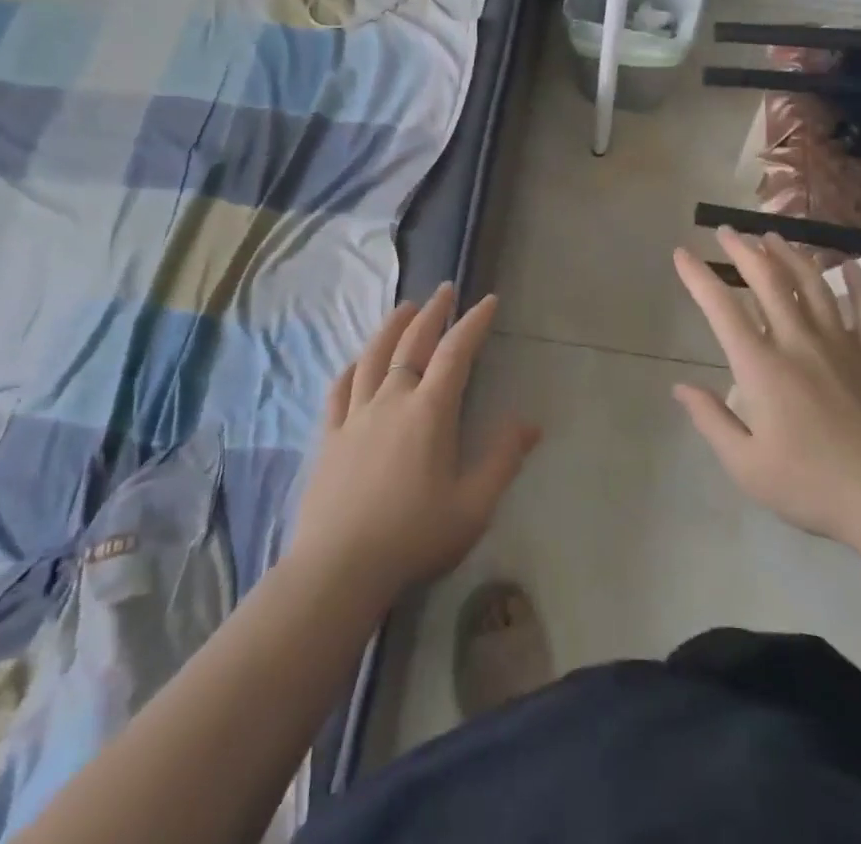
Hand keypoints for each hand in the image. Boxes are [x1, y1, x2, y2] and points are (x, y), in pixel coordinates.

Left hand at [288, 285, 539, 602]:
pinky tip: (356, 361)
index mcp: (430, 411)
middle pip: (412, 343)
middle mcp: (392, 399)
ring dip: (392, 327)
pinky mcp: (330, 435)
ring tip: (405, 307)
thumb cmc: (414, 536)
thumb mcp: (473, 506)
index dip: (473, 323)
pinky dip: (352, 367)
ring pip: (374, 356)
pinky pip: (340, 388)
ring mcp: (356, 415)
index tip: (487, 301)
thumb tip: (530, 422)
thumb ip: (502, 459)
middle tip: (444, 290)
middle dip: (433, 313)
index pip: (456, 352)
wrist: (339, 568)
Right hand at [672, 230, 860, 549]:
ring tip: (772, 236)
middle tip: (727, 230)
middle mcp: (799, 342)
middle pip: (769, 280)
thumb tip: (680, 386)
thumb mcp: (746, 466)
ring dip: (790, 254)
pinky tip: (848, 265)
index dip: (698, 276)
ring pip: (813, 284)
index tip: (682, 253)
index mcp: (762, 366)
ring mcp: (842, 344)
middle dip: (743, 249)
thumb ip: (711, 420)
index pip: (722, 308)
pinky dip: (858, 282)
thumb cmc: (813, 486)